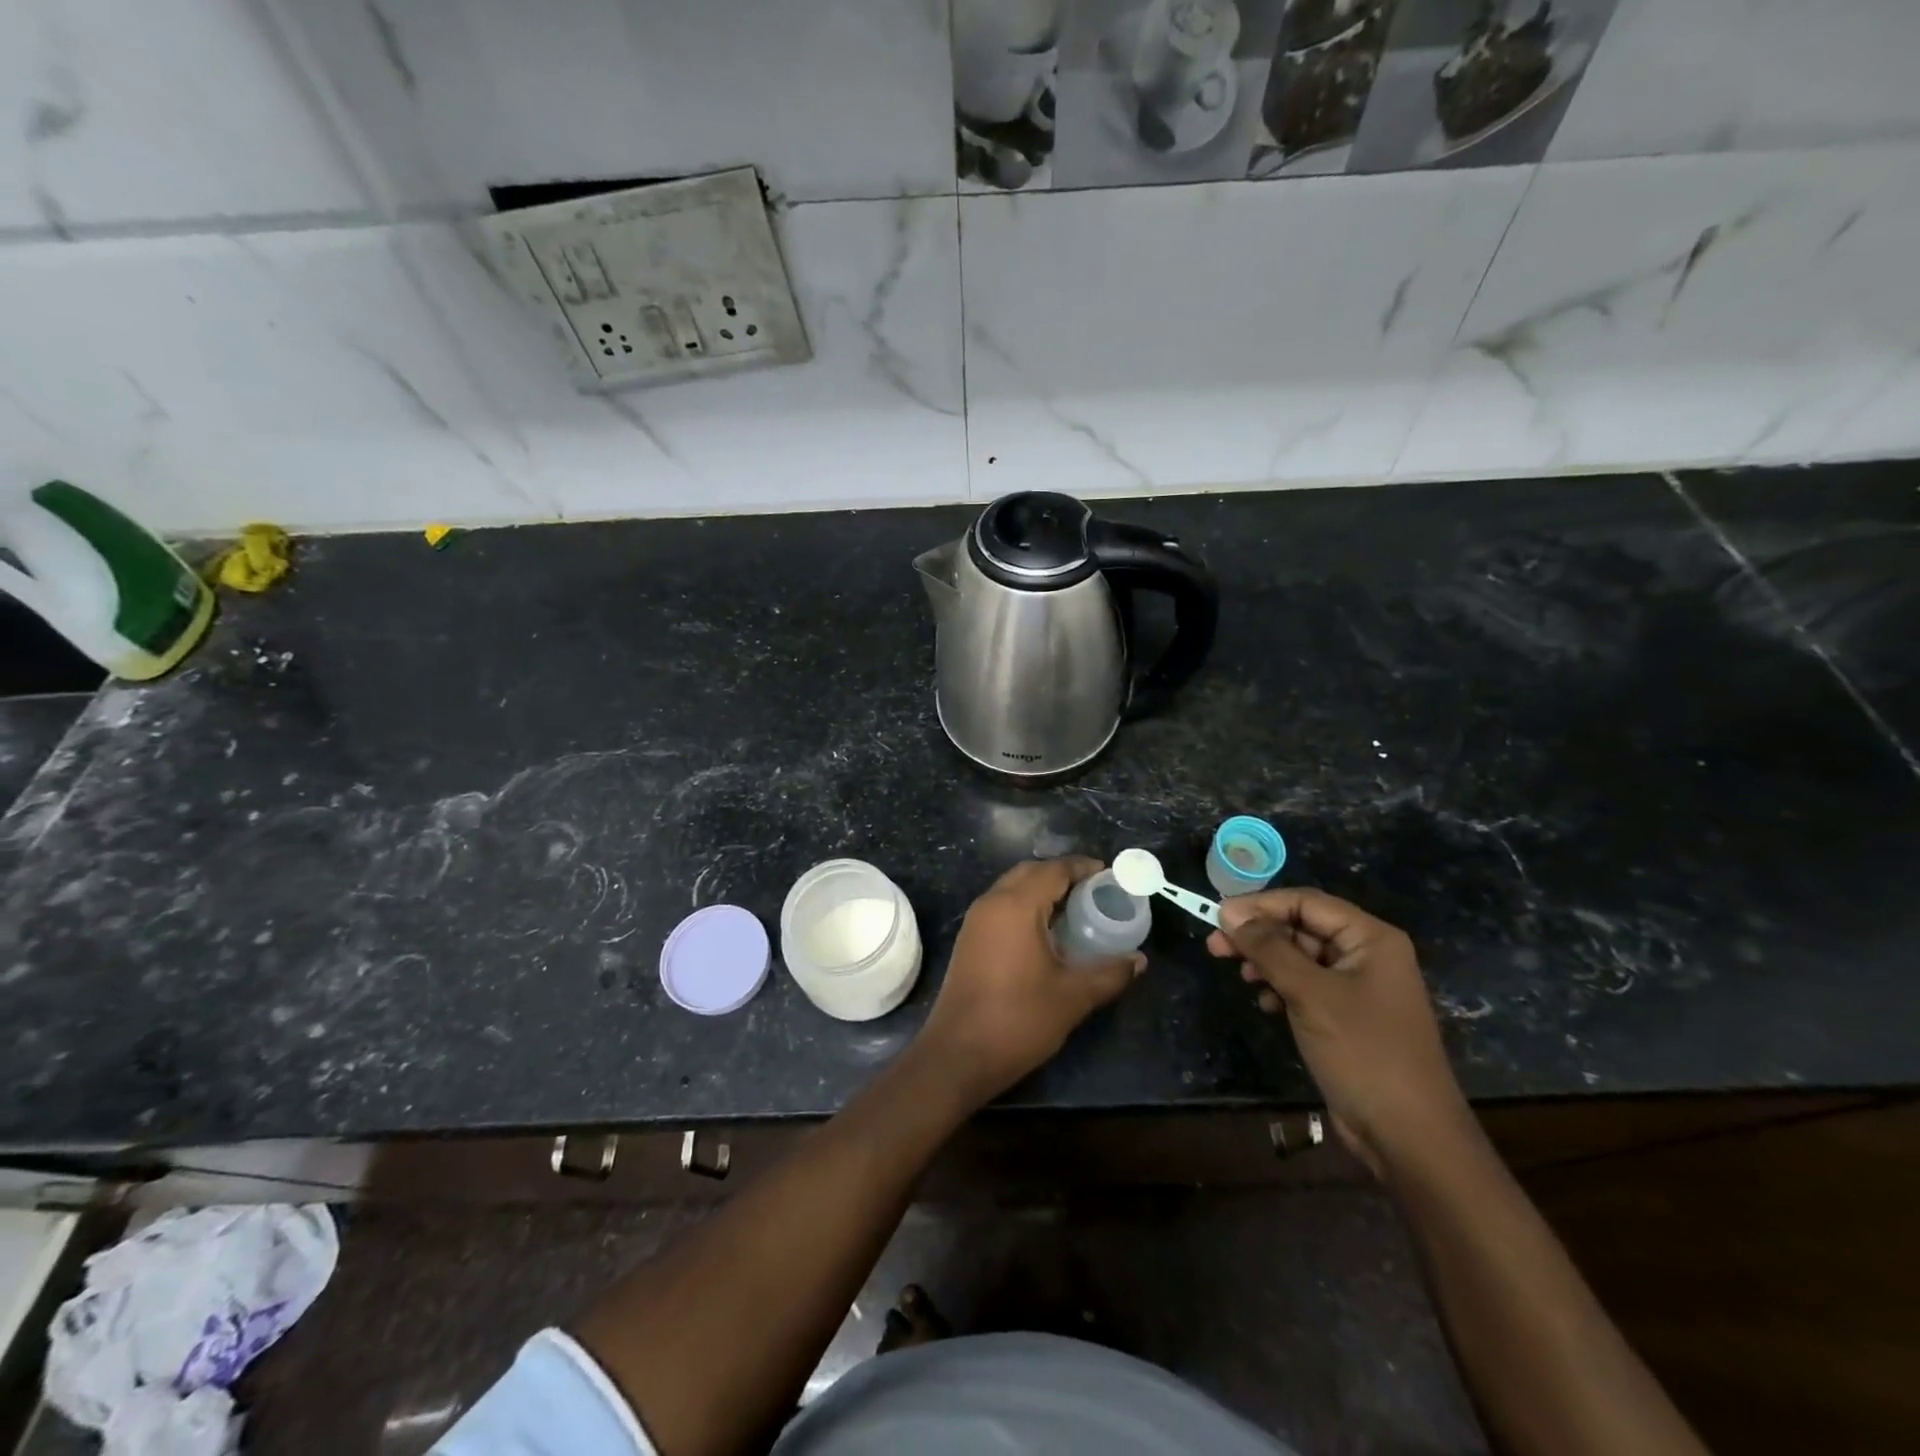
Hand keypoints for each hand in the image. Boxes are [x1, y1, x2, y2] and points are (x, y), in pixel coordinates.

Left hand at [919, 857, 1144, 1104]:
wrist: (958, 1055)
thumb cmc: (1018, 1020)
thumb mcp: (1073, 997)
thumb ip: (1109, 973)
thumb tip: (1138, 960)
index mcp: (1016, 906)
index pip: (1053, 870)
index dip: (1083, 867)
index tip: (1109, 875)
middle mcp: (991, 903)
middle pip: (1030, 873)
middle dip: (1062, 875)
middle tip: (1094, 892)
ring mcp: (975, 921)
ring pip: (1012, 889)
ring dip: (1041, 891)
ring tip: (1075, 911)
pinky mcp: (969, 940)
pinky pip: (1001, 907)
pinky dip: (1025, 907)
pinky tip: (1046, 933)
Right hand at [1208, 889, 1471, 1177]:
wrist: (1409, 1136)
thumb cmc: (1363, 1052)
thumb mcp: (1310, 994)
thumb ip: (1268, 948)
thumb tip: (1228, 912)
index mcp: (1371, 939)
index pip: (1306, 902)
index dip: (1260, 905)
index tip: (1218, 916)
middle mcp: (1367, 955)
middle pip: (1301, 927)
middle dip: (1259, 935)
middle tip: (1215, 947)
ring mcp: (1359, 987)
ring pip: (1300, 957)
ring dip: (1267, 962)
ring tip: (1241, 977)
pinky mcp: (1347, 1016)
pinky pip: (1306, 985)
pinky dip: (1281, 988)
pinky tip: (1266, 1003)